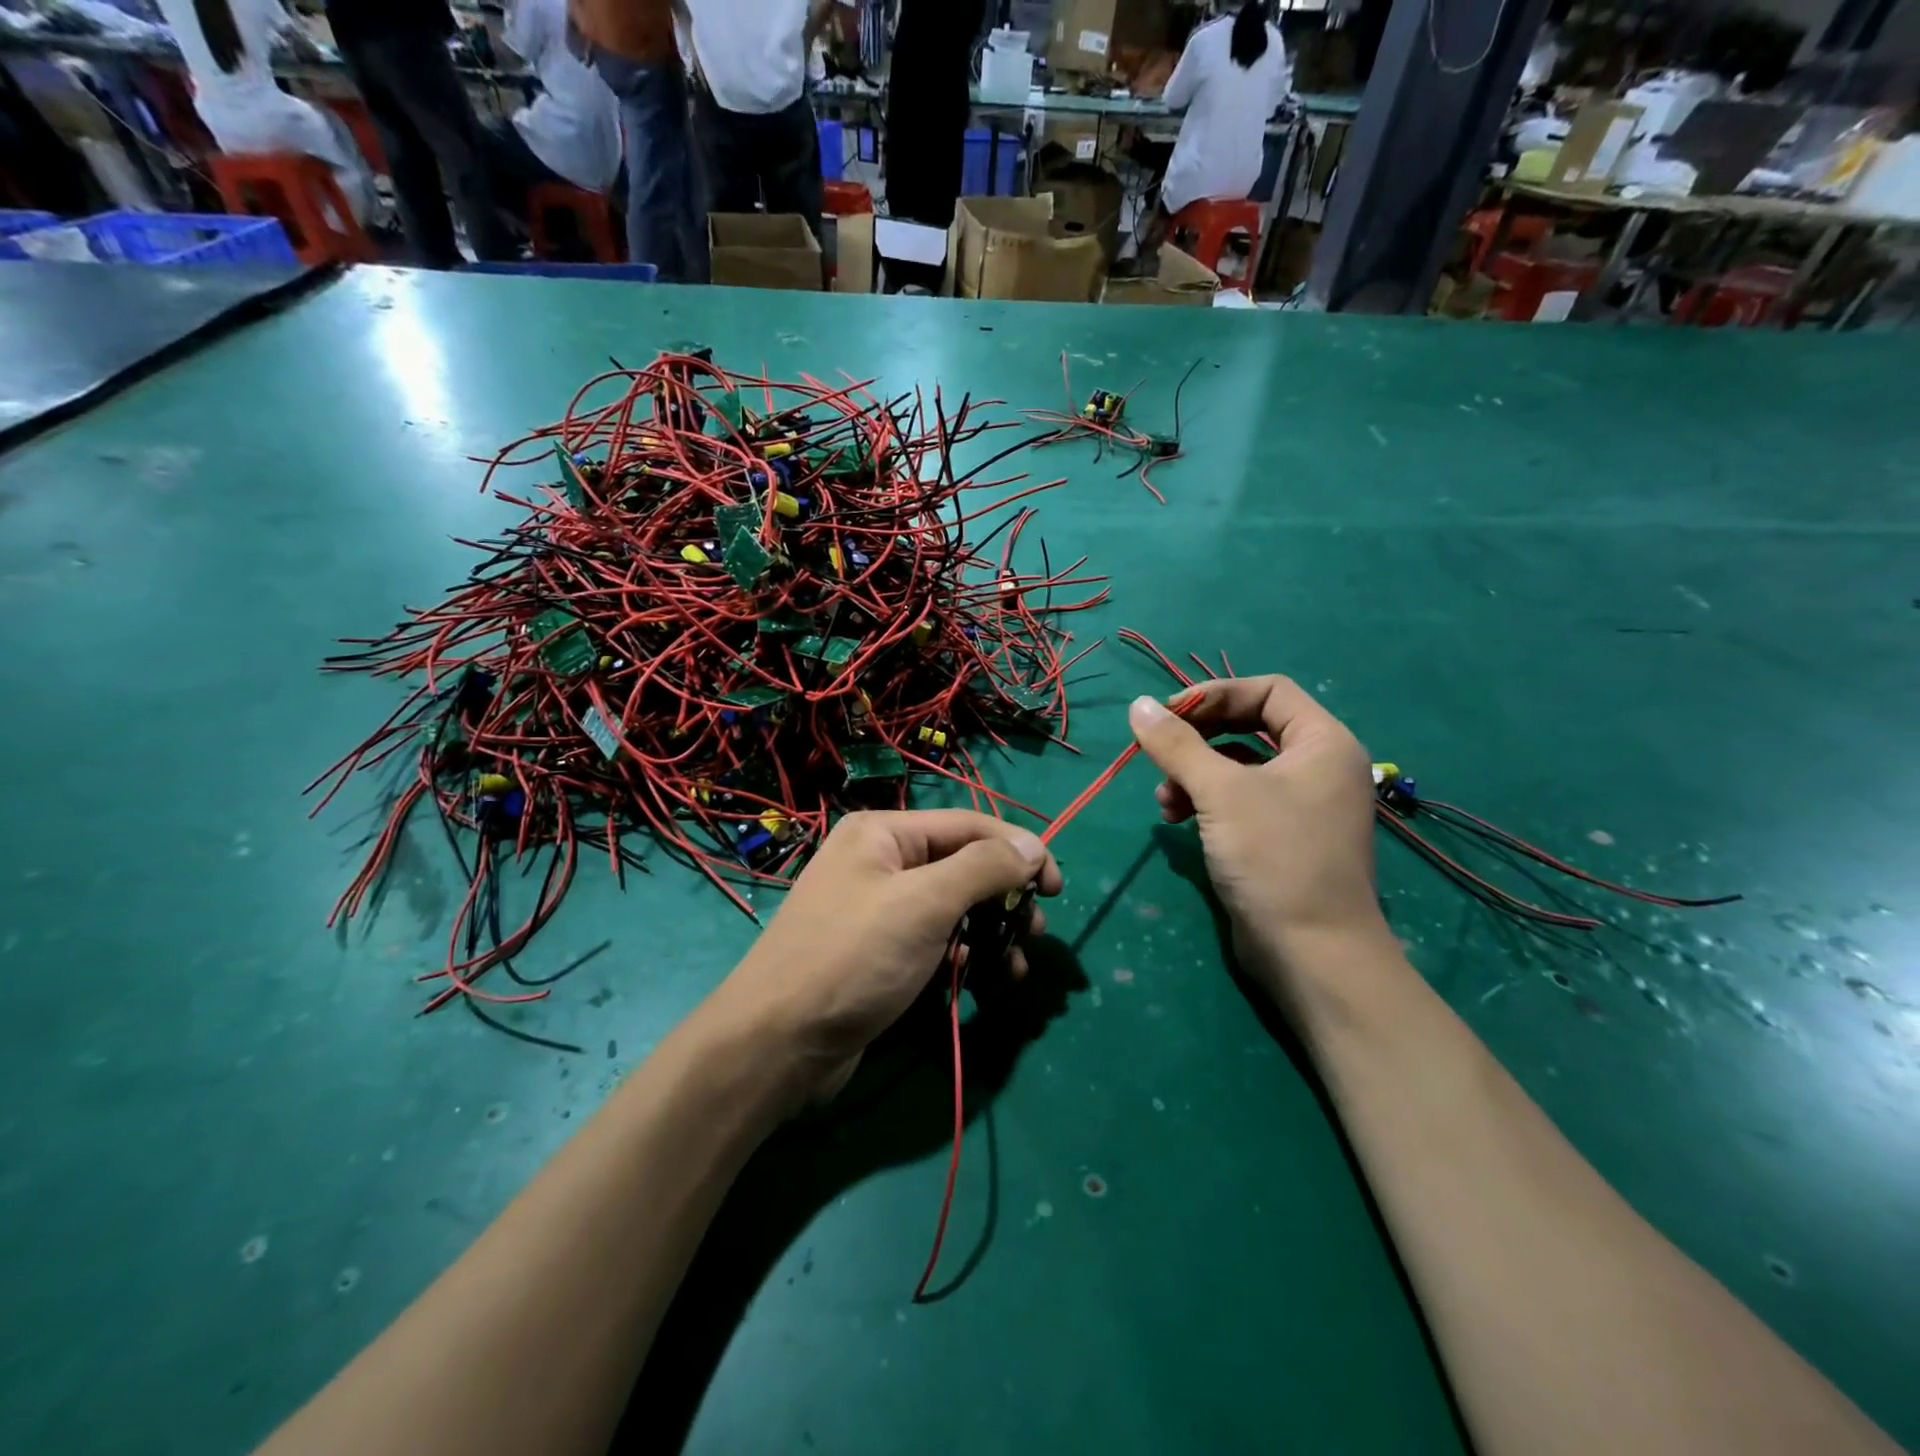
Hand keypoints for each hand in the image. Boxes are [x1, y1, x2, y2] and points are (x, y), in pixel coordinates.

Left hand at [712, 810, 1060, 1105]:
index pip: (970, 825)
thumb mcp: (924, 904)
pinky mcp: (880, 953)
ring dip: (991, 932)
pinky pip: (935, 941)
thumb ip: (983, 868)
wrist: (777, 1044)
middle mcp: (881, 862)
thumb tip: (1033, 846)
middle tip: (1034, 931)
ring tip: (1016, 967)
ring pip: (953, 908)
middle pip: (963, 866)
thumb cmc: (853, 958)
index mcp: (884, 833)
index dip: (1019, 850)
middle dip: (1004, 897)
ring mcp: (879, 910)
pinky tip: (981, 978)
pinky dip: (964, 955)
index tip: (1056, 888)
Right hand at [1129, 678, 1383, 985]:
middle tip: (1159, 750)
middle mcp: (1318, 766)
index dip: (1215, 694)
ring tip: (1163, 799)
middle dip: (1199, 737)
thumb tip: (1138, 704)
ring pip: (1238, 767)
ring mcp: (1301, 804)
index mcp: (1323, 742)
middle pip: (1249, 726)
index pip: (1268, 690)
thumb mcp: (1219, 792)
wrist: (1312, 954)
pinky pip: (1238, 800)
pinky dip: (1205, 802)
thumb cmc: (1274, 857)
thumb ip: (1176, 743)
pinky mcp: (1281, 837)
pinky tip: (1175, 819)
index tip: (1168, 714)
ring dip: (1194, 773)